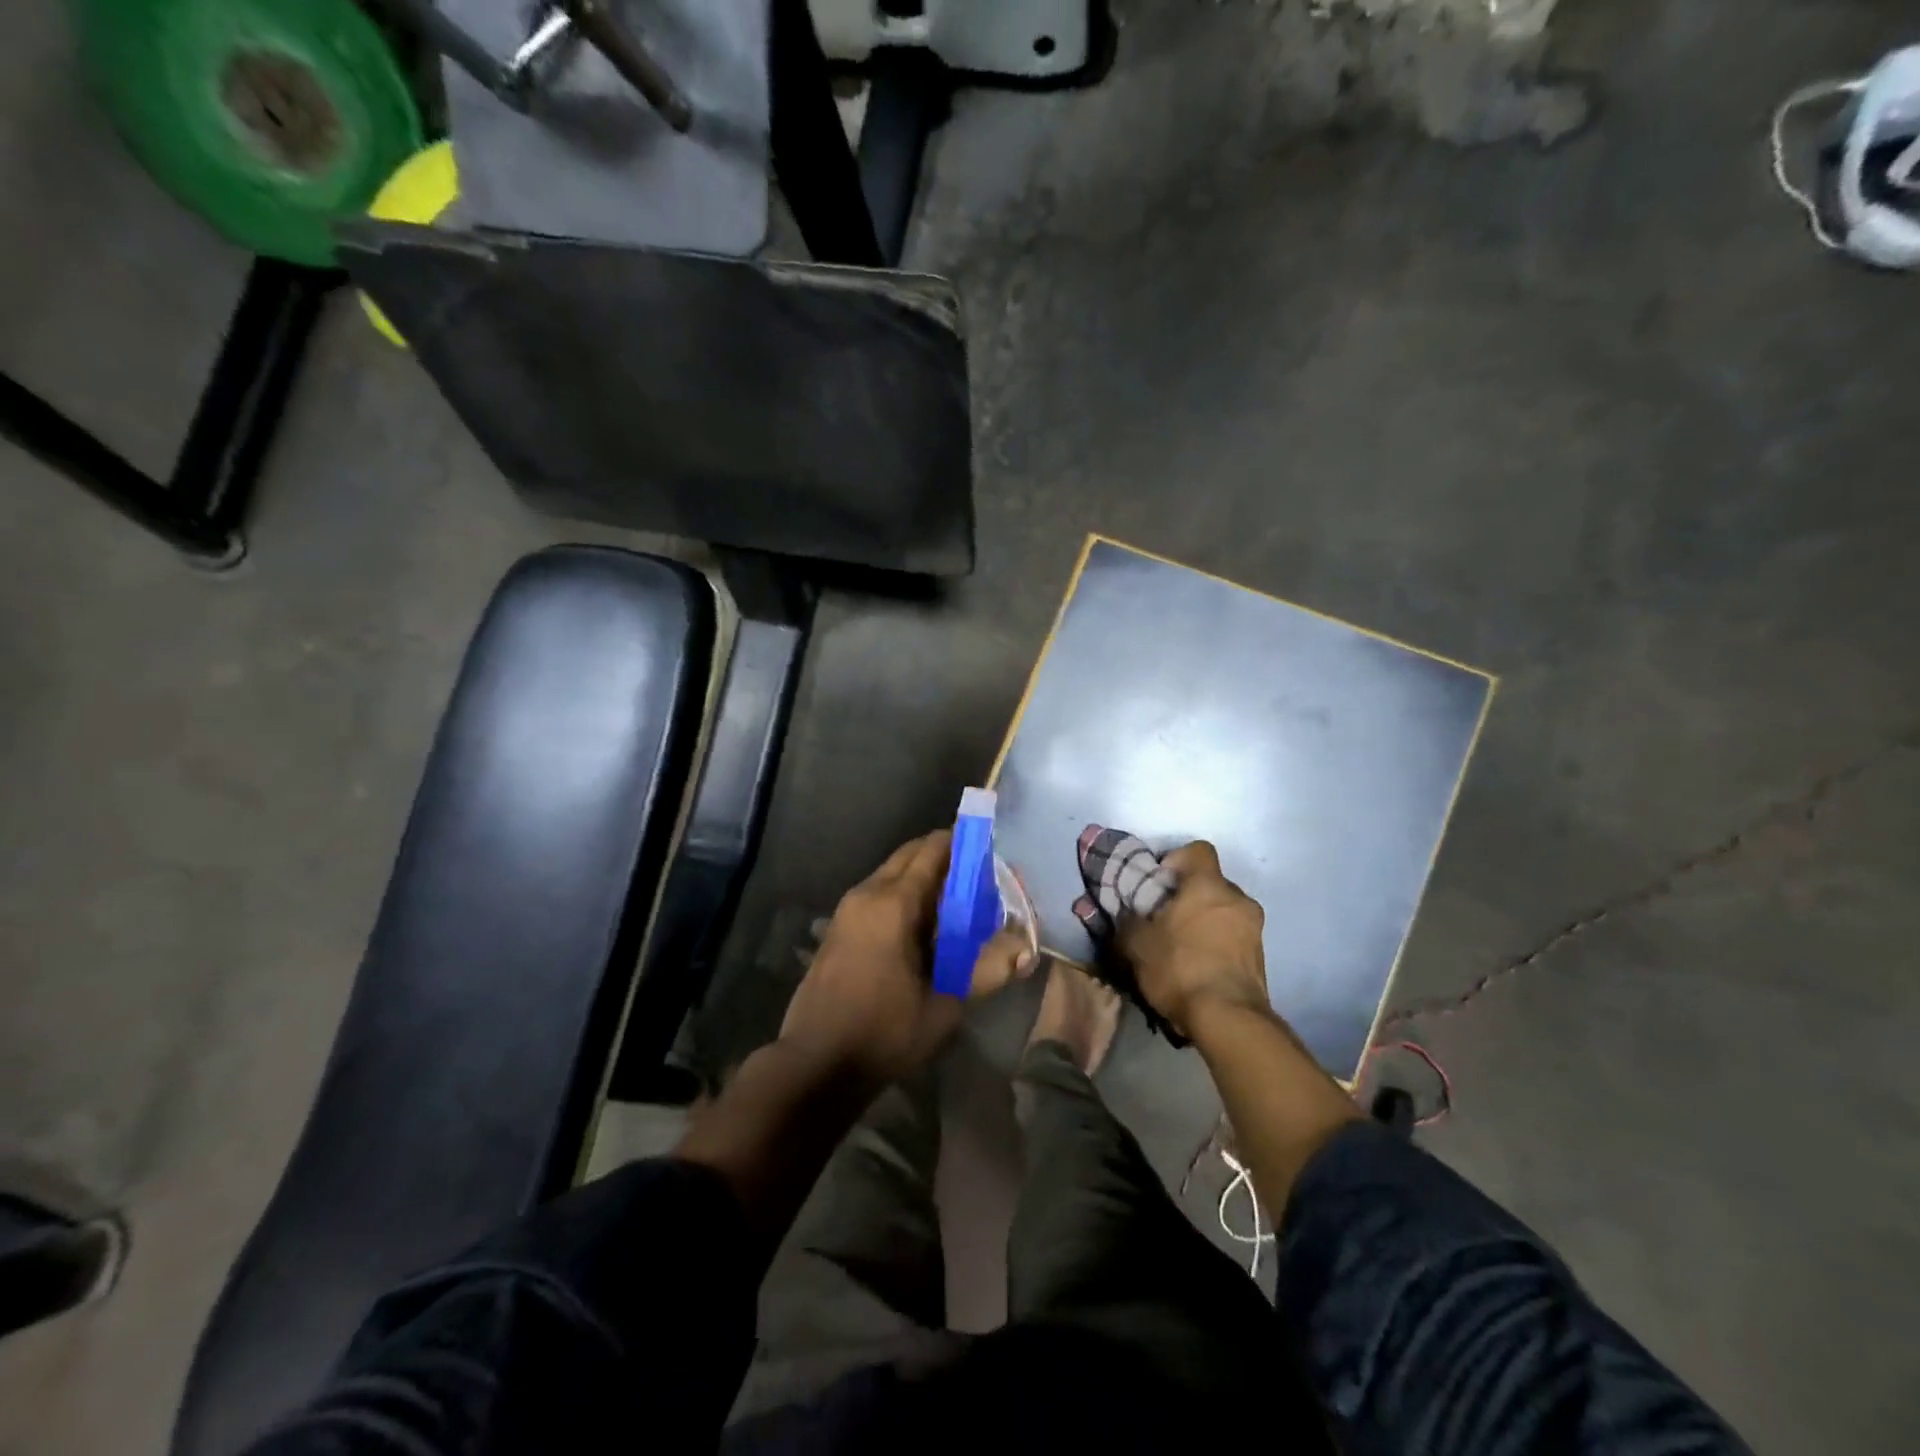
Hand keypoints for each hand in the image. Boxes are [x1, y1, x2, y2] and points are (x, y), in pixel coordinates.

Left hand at [780, 830, 1034, 1086]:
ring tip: (956, 903)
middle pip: (909, 855)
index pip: (932, 850)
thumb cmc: (883, 1033)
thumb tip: (1024, 948)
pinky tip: (923, 926)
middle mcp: (867, 894)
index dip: (963, 844)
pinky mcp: (838, 927)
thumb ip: (987, 970)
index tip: (991, 854)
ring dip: (922, 877)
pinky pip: (877, 893)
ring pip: (891, 873)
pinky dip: (903, 894)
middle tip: (979, 879)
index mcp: (893, 903)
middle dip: (944, 857)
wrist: (815, 1064)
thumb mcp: (944, 1006)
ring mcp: (847, 909)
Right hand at [1116, 841, 1269, 1037]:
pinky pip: (1233, 938)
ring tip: (1181, 948)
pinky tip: (1197, 967)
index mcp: (1208, 885)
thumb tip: (1125, 913)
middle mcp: (1237, 899)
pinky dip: (1217, 944)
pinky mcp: (1260, 957)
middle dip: (1189, 896)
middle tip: (1165, 918)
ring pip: (1223, 912)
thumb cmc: (1179, 967)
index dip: (1176, 860)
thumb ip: (1127, 919)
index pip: (1198, 850)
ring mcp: (1254, 929)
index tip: (1158, 883)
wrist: (1228, 1019)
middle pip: (1211, 884)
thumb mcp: (1136, 943)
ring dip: (1204, 922)